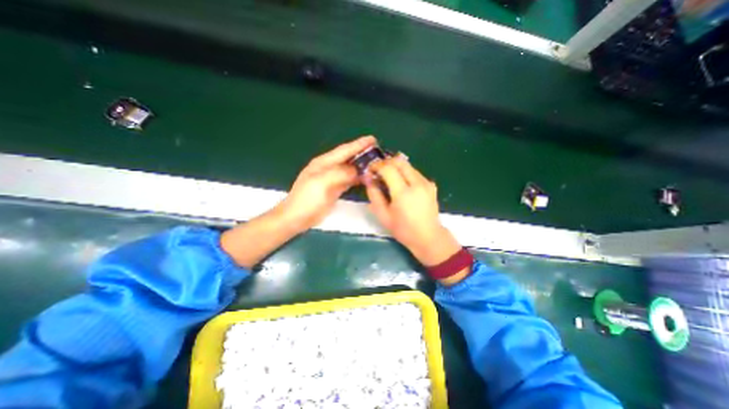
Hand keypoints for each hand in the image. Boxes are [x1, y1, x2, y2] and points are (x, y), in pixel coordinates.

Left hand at [275, 137, 372, 230]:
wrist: (297, 218)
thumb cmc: (307, 199)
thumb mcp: (322, 183)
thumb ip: (340, 173)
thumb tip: (357, 170)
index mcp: (324, 163)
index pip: (344, 150)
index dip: (359, 144)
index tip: (373, 139)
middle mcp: (329, 168)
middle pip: (348, 158)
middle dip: (362, 153)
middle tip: (378, 152)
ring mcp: (332, 179)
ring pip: (350, 169)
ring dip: (362, 166)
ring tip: (375, 164)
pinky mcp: (334, 189)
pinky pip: (349, 180)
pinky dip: (358, 178)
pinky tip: (365, 178)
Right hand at [365, 154, 460, 266]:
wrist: (428, 237)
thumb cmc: (403, 230)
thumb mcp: (383, 216)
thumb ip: (374, 196)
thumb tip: (368, 179)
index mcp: (403, 193)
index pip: (388, 168)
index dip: (377, 166)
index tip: (371, 170)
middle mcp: (417, 184)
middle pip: (400, 161)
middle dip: (386, 162)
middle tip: (379, 171)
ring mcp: (426, 183)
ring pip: (408, 165)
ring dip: (396, 167)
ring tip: (389, 178)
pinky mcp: (431, 184)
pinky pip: (415, 172)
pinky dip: (405, 173)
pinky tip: (402, 184)